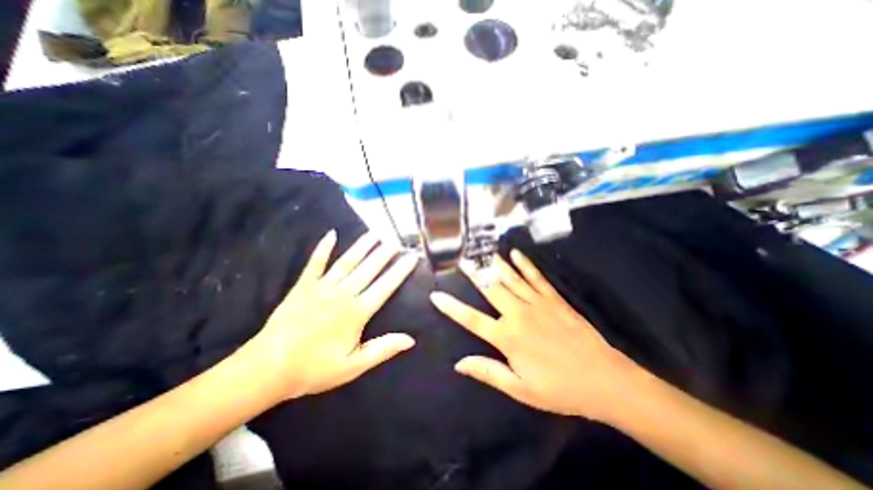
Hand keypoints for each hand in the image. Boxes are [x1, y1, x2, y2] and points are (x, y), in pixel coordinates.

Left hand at [238, 230, 415, 401]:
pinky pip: (315, 262)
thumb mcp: (353, 366)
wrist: (268, 368)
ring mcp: (322, 287)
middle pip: (369, 269)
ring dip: (362, 246)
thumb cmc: (314, 368)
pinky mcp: (304, 285)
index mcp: (357, 312)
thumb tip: (410, 339)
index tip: (411, 257)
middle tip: (397, 240)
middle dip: (385, 253)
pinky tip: (331, 234)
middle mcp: (343, 294)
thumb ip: (383, 349)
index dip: (400, 271)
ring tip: (375, 234)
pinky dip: (323, 248)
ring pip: (348, 262)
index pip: (385, 286)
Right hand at [433, 251, 638, 418]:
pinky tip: (515, 253)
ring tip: (481, 251)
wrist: (605, 380)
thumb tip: (459, 364)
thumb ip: (488, 372)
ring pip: (510, 278)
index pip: (471, 319)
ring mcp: (537, 303)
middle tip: (461, 258)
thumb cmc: (560, 389)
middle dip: (473, 273)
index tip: (436, 295)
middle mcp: (518, 314)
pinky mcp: (554, 299)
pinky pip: (536, 277)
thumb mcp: (520, 389)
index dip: (452, 307)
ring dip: (494, 263)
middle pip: (490, 289)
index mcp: (507, 337)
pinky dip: (525, 264)